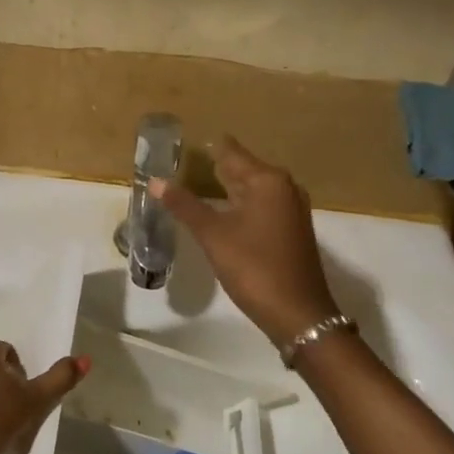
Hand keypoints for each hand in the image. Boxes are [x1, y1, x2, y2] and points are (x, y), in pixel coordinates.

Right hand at [151, 136, 338, 349]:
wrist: (298, 313)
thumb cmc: (254, 267)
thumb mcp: (214, 235)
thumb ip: (185, 206)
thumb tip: (155, 181)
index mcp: (267, 180)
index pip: (232, 152)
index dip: (210, 147)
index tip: (187, 139)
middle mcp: (284, 187)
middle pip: (244, 168)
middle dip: (217, 166)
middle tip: (185, 160)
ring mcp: (291, 210)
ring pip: (254, 189)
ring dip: (229, 186)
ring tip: (200, 182)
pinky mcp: (291, 230)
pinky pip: (262, 205)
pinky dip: (241, 203)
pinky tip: (225, 210)